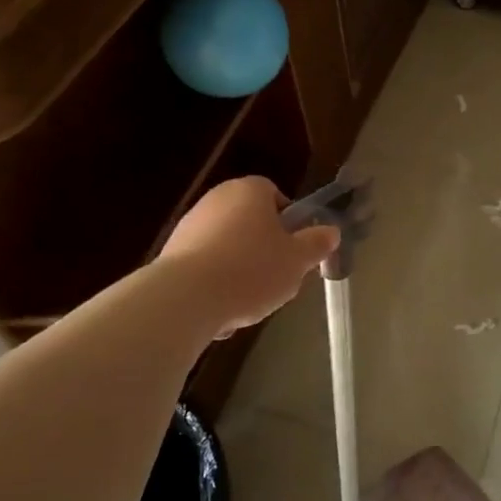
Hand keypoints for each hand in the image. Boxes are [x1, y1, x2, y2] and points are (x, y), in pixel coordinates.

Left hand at [160, 178, 338, 335]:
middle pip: (251, 222)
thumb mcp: (298, 260)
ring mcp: (189, 226)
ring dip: (239, 271)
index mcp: (249, 191)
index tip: (295, 249)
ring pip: (228, 248)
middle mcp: (216, 199)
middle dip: (264, 249)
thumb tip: (331, 231)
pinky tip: (221, 310)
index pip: (276, 195)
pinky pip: (204, 268)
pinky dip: (214, 285)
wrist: (184, 299)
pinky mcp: (170, 254)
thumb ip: (317, 244)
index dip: (290, 222)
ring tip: (248, 301)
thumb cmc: (251, 270)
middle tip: (278, 276)